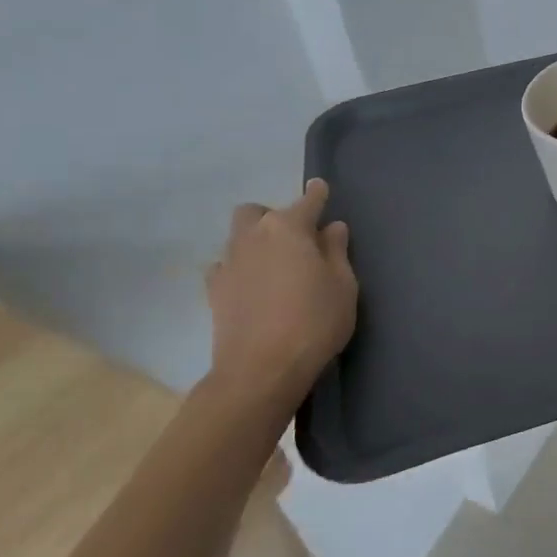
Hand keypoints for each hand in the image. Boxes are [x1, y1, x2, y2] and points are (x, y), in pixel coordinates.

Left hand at [205, 179, 357, 412]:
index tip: (320, 187)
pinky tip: (253, 286)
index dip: (317, 194)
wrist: (260, 369)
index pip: (307, 201)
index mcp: (288, 228)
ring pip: (238, 236)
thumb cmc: (314, 321)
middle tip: (295, 238)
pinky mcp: (214, 291)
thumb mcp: (343, 284)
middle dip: (274, 216)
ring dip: (255, 240)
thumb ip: (336, 251)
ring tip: (275, 264)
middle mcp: (253, 237)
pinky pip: (225, 266)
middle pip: (258, 212)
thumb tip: (331, 228)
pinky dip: (240, 268)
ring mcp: (229, 263)